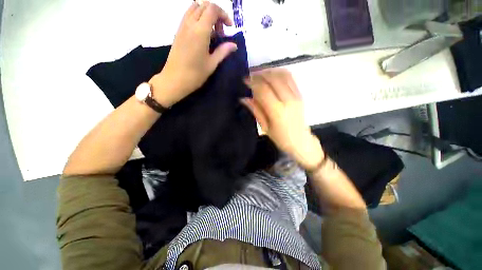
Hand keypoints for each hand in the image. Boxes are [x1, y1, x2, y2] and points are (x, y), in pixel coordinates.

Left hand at [149, 2, 237, 107]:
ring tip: (212, 32)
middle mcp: (190, 24)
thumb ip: (223, 51)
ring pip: (195, 8)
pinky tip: (203, 35)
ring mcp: (182, 26)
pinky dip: (198, 18)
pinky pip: (189, 16)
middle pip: (204, 5)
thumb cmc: (195, 74)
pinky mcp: (178, 31)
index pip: (213, 9)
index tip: (229, 28)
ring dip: (206, 15)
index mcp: (200, 31)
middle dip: (216, 14)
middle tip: (221, 32)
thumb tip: (234, 45)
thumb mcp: (212, 64)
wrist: (175, 79)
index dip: (224, 14)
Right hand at [242, 69, 324, 169]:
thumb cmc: (281, 138)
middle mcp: (288, 100)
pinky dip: (280, 73)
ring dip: (270, 71)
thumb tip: (243, 98)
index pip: (263, 90)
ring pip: (282, 74)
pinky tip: (272, 75)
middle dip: (260, 74)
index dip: (252, 82)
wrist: (301, 141)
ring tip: (260, 74)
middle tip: (251, 76)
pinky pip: (290, 78)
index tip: (244, 80)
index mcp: (277, 111)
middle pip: (273, 78)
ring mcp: (296, 95)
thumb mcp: (265, 127)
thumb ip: (255, 110)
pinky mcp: (300, 94)